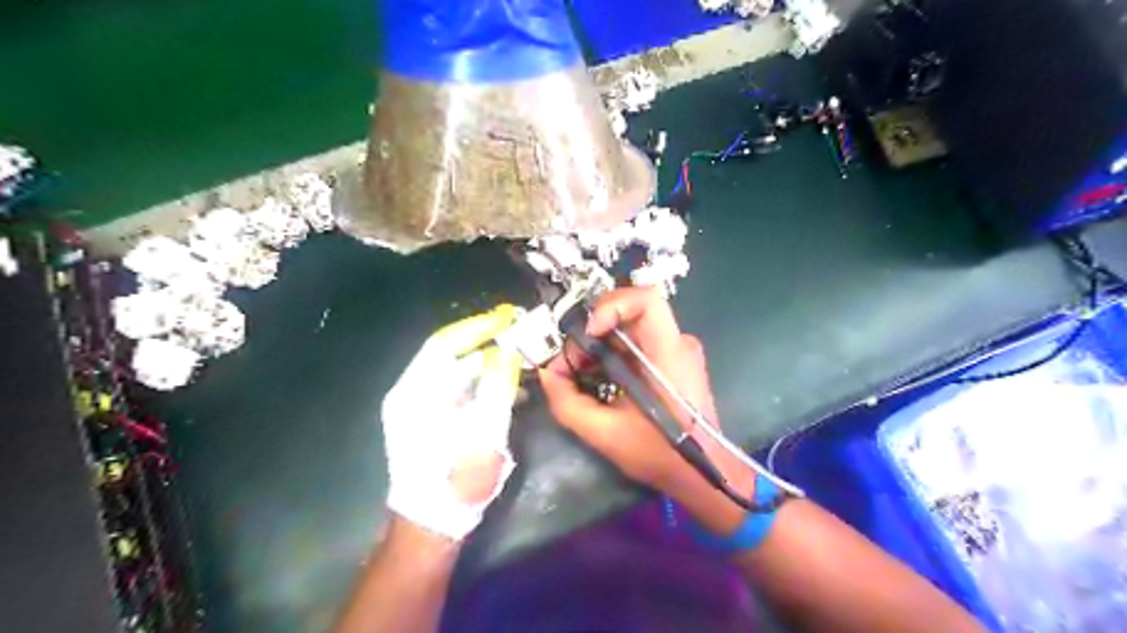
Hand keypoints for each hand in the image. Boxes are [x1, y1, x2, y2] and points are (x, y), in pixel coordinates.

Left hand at [384, 303, 522, 537]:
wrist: (433, 525)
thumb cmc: (456, 479)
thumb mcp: (483, 432)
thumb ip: (496, 388)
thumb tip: (506, 352)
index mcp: (415, 393)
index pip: (444, 343)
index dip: (476, 327)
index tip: (507, 317)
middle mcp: (411, 393)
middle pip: (450, 355)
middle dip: (485, 343)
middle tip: (517, 332)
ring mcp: (419, 408)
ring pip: (456, 373)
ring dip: (487, 364)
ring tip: (519, 357)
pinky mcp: (431, 421)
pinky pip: (458, 391)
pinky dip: (482, 385)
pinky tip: (508, 389)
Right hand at [537, 289, 731, 497]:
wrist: (704, 474)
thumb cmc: (660, 454)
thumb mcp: (604, 434)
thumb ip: (567, 402)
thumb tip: (546, 373)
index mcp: (669, 353)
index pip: (645, 299)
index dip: (610, 306)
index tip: (589, 334)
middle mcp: (678, 342)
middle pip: (629, 312)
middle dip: (593, 332)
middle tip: (572, 363)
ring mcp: (678, 350)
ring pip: (630, 328)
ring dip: (600, 344)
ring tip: (581, 374)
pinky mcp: (674, 360)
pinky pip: (638, 342)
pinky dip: (613, 354)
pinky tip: (600, 379)